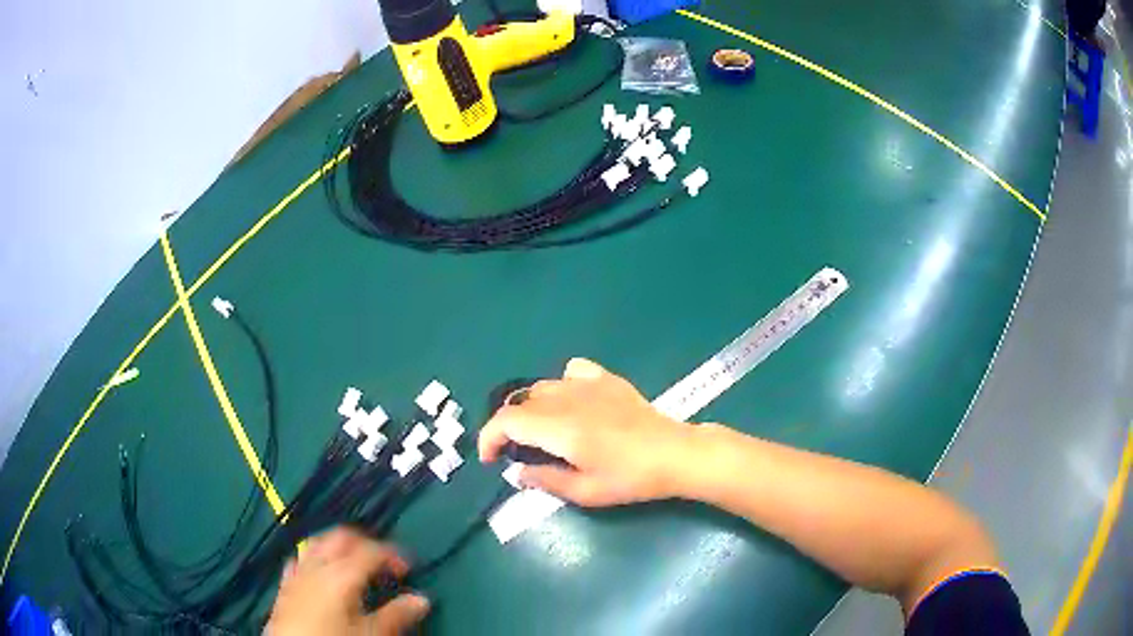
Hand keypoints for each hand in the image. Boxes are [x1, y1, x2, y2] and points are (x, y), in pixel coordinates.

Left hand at [265, 527, 429, 634]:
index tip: (408, 567)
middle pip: (341, 536)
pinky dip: (314, 558)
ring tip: (354, 562)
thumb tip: (422, 599)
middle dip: (364, 542)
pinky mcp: (285, 583)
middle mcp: (317, 564)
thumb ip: (396, 614)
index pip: (371, 550)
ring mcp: (297, 571)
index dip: (392, 554)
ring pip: (317, 542)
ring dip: (338, 546)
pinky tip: (319, 572)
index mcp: (341, 572)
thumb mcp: (372, 633)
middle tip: (382, 561)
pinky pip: (299, 558)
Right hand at [478, 358, 693, 506]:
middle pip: (520, 402)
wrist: (674, 454)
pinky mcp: (606, 379)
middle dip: (509, 427)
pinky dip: (560, 386)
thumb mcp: (585, 492)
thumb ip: (545, 481)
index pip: (506, 421)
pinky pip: (571, 372)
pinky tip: (571, 404)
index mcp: (559, 428)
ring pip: (541, 386)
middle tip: (518, 452)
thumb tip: (517, 473)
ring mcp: (588, 384)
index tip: (491, 459)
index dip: (488, 438)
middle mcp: (567, 399)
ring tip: (542, 432)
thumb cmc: (630, 479)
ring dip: (531, 409)